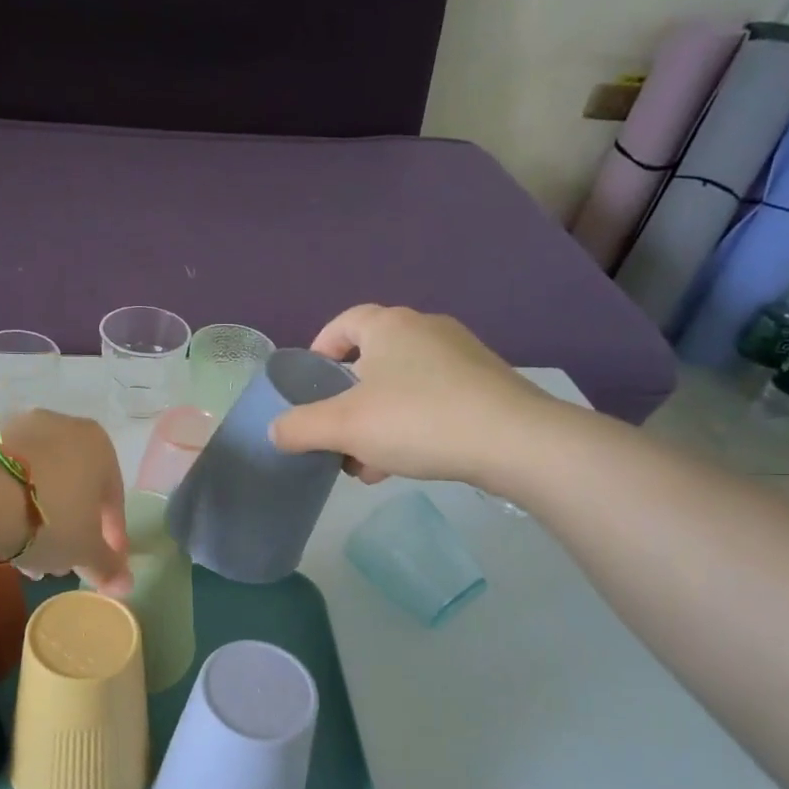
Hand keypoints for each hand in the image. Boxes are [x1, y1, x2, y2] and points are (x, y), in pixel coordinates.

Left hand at [0, 410, 132, 594]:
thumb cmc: (49, 519)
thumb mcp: (84, 550)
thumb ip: (107, 566)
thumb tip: (125, 585)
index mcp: (98, 444)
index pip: (113, 497)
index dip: (111, 536)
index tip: (104, 563)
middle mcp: (63, 426)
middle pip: (75, 487)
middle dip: (72, 528)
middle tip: (63, 563)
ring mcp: (20, 429)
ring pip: (41, 483)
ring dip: (42, 520)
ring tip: (30, 560)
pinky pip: (11, 479)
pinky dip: (14, 505)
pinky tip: (5, 538)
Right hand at [268, 305, 563, 489]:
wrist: (515, 441)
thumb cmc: (417, 420)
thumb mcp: (343, 427)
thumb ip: (300, 427)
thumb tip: (274, 430)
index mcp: (388, 326)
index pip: (343, 323)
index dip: (320, 350)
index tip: (309, 384)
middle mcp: (425, 330)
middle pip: (371, 360)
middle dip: (347, 401)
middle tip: (335, 433)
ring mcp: (460, 357)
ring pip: (401, 387)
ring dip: (376, 421)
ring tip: (364, 463)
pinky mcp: (485, 386)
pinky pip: (432, 401)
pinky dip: (409, 427)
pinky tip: (402, 465)